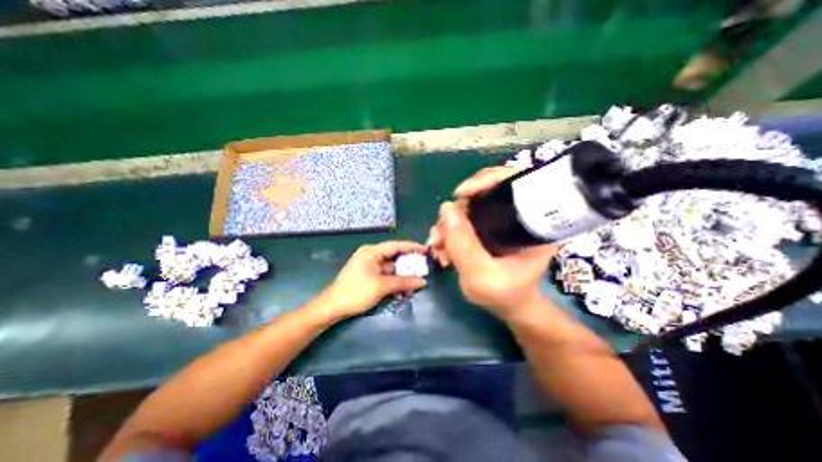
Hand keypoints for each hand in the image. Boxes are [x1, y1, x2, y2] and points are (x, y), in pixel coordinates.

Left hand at [316, 242, 427, 319]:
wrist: (333, 307)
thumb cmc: (356, 292)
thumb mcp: (382, 286)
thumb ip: (403, 282)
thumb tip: (422, 281)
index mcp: (372, 252)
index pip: (395, 246)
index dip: (411, 247)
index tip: (425, 249)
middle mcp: (371, 256)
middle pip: (394, 257)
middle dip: (408, 265)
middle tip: (423, 268)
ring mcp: (369, 266)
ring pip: (391, 269)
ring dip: (402, 276)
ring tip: (415, 283)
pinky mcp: (368, 276)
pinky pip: (385, 276)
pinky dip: (394, 282)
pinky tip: (403, 290)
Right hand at [431, 167, 557, 320]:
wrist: (506, 304)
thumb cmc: (503, 294)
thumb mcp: (482, 277)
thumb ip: (464, 246)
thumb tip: (446, 208)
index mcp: (534, 222)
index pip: (516, 181)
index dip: (488, 179)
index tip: (462, 194)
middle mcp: (518, 214)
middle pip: (484, 192)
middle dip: (456, 211)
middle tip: (439, 235)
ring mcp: (500, 218)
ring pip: (468, 206)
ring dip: (447, 223)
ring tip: (437, 247)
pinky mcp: (486, 225)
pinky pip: (463, 217)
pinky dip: (448, 229)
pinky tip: (441, 247)